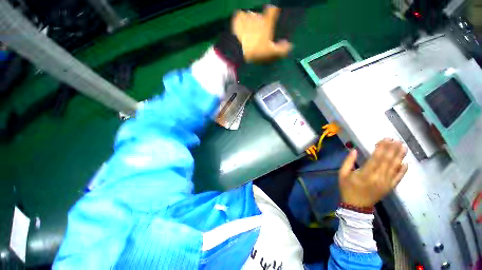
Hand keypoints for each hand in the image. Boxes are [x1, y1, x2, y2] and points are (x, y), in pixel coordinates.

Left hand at [232, 6, 292, 61]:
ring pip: (250, 17)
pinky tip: (240, 30)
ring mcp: (247, 16)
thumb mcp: (271, 53)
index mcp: (267, 22)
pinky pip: (240, 17)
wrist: (238, 50)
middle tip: (257, 35)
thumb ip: (282, 49)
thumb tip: (290, 45)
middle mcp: (258, 15)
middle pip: (261, 16)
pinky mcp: (237, 19)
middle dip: (260, 23)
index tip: (272, 17)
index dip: (273, 12)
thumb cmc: (256, 51)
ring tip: (248, 34)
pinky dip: (241, 22)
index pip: (273, 10)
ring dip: (250, 23)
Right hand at [339, 138, 407, 207]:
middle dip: (392, 149)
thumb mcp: (342, 174)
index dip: (381, 148)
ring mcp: (386, 183)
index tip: (385, 139)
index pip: (376, 158)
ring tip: (403, 146)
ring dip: (399, 156)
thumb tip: (354, 150)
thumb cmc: (347, 187)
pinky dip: (403, 170)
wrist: (356, 205)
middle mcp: (378, 177)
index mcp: (365, 174)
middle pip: (387, 161)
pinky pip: (398, 178)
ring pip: (395, 167)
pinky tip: (406, 163)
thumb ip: (348, 161)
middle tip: (396, 139)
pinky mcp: (390, 188)